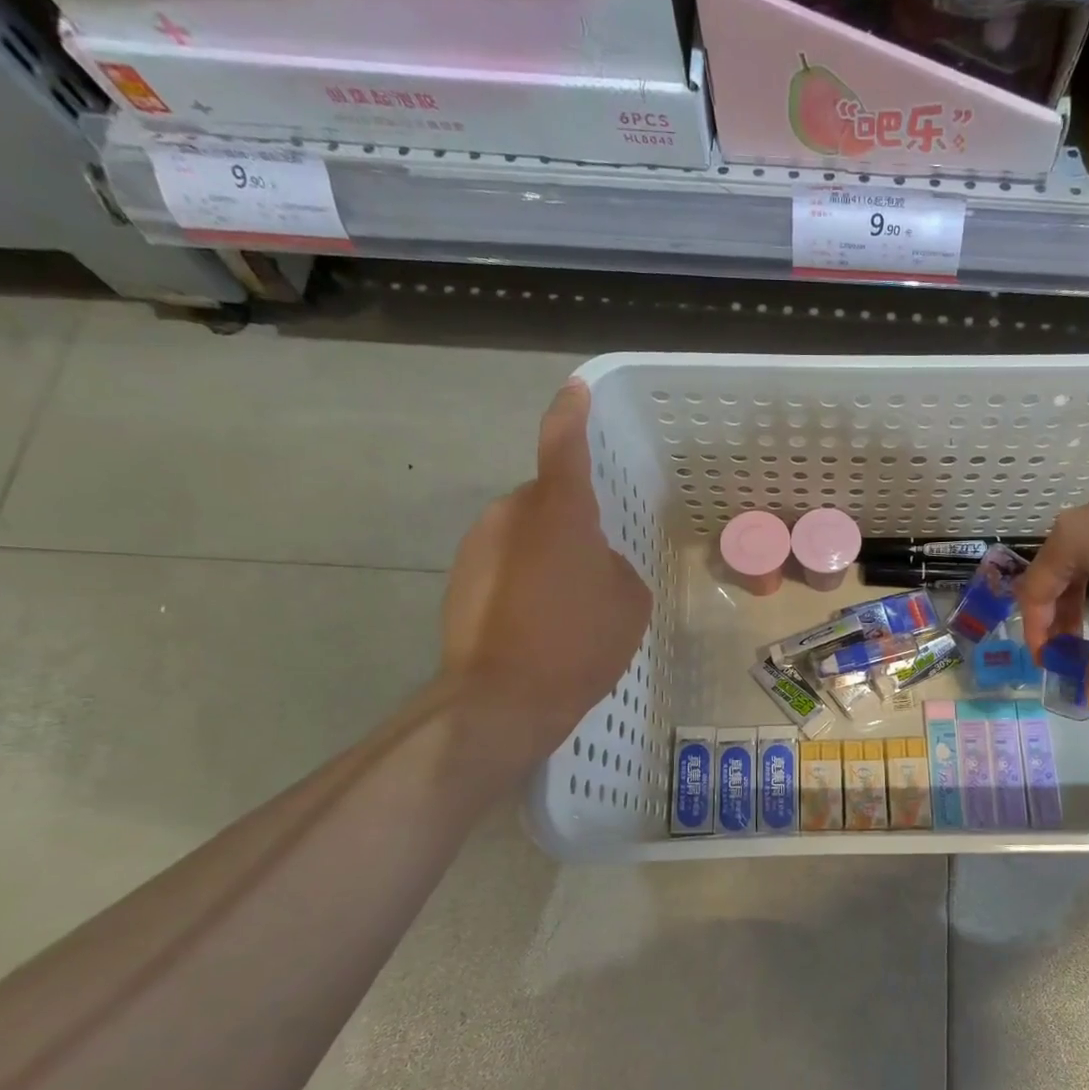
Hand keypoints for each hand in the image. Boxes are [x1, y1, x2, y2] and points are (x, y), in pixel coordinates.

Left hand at [441, 380, 651, 738]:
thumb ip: (614, 565)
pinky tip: (538, 621)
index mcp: (559, 511)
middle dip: (569, 520)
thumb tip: (593, 564)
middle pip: (546, 499)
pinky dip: (523, 579)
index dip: (572, 413)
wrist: (502, 699)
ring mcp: (478, 546)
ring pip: (523, 532)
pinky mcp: (459, 578)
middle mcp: (511, 514)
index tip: (576, 390)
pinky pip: (504, 562)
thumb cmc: (579, 642)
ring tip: (566, 603)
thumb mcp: (628, 600)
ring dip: (545, 552)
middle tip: (594, 564)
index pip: (564, 444)